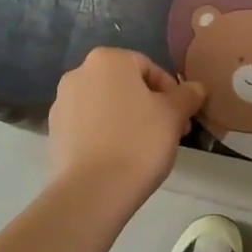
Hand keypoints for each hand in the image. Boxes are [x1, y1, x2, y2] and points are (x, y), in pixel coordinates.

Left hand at [48, 49, 203, 210]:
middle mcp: (79, 73)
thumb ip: (187, 95)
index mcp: (108, 60)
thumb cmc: (138, 141)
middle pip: (126, 85)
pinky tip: (120, 158)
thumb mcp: (174, 115)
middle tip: (168, 132)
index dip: (171, 92)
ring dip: (127, 119)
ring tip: (144, 149)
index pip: (149, 68)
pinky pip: (89, 126)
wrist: (92, 192)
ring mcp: (62, 104)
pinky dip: (106, 135)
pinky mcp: (54, 133)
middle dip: (149, 105)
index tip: (182, 117)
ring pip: (106, 105)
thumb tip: (197, 88)